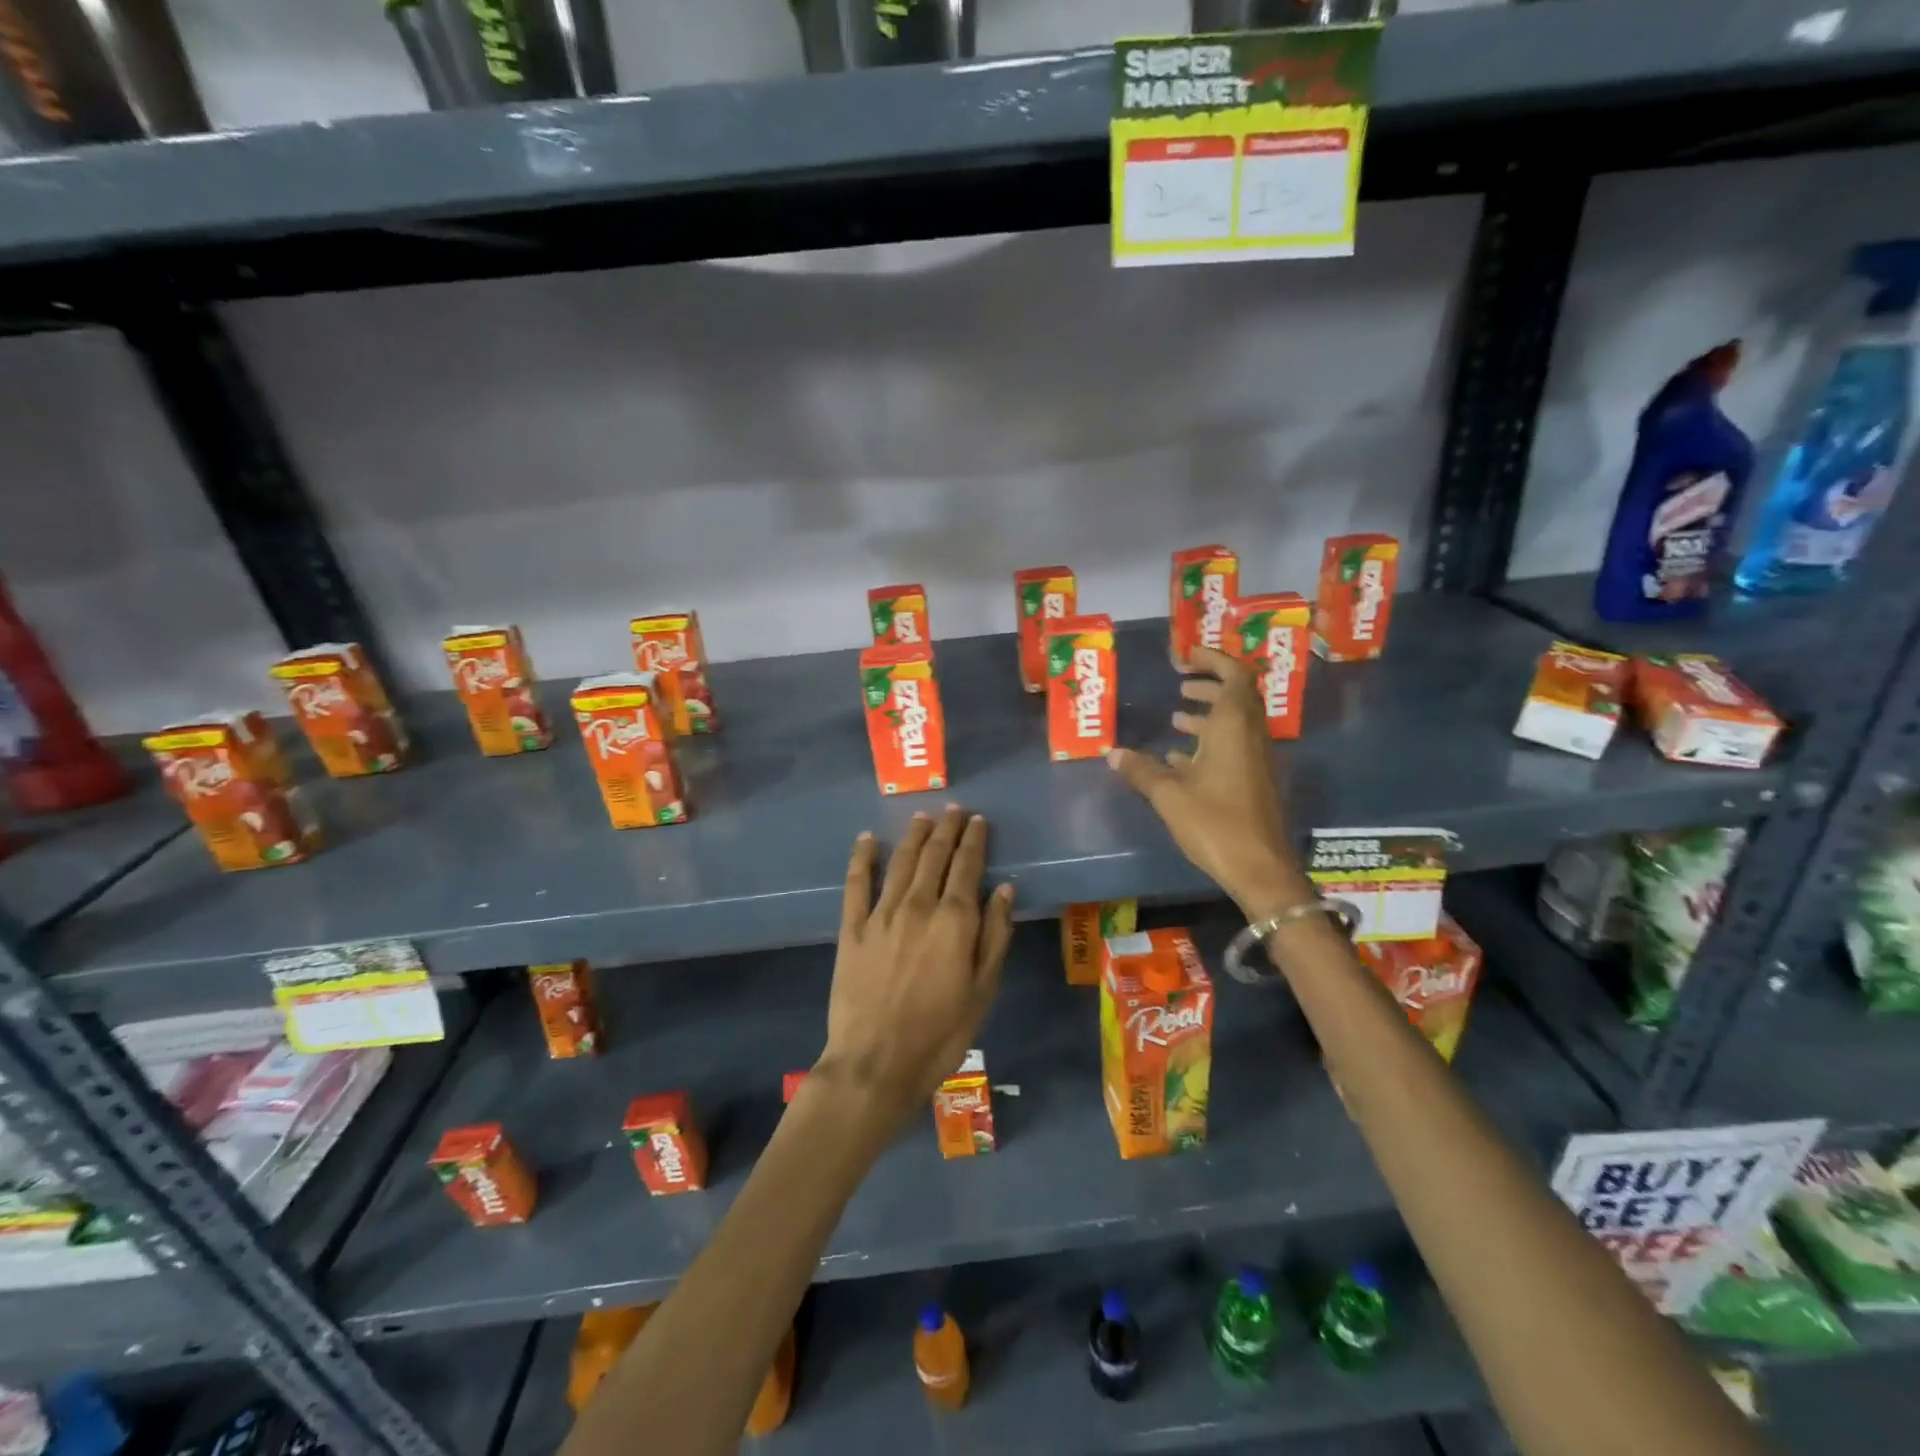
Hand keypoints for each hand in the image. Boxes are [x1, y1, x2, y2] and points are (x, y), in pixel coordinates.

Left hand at [819, 807, 1015, 1125]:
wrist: (876, 1062)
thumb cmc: (940, 1033)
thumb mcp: (983, 989)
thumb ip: (995, 935)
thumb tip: (1004, 888)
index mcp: (954, 920)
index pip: (967, 866)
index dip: (974, 840)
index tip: (978, 821)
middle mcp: (918, 905)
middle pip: (934, 856)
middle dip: (946, 829)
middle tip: (953, 810)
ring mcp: (881, 914)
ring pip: (900, 862)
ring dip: (913, 836)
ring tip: (922, 817)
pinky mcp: (852, 928)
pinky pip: (856, 884)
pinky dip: (862, 858)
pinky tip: (867, 839)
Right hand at [1107, 645, 1311, 919]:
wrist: (1260, 868)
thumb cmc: (1215, 822)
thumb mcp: (1169, 795)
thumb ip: (1141, 770)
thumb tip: (1112, 752)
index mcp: (1234, 727)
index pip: (1234, 676)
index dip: (1213, 660)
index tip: (1187, 657)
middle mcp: (1250, 736)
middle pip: (1237, 697)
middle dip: (1209, 685)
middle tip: (1181, 684)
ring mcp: (1255, 760)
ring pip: (1235, 724)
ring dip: (1209, 714)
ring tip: (1177, 716)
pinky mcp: (1254, 781)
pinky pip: (1233, 747)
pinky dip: (1210, 742)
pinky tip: (1180, 759)